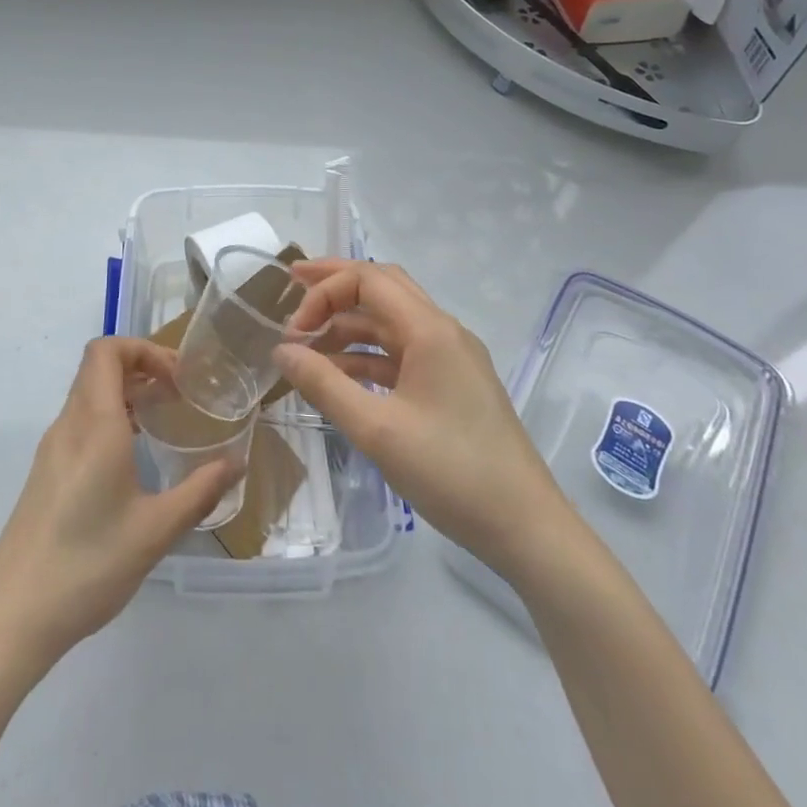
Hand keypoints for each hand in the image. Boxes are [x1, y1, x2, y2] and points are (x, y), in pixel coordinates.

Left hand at [0, 337, 241, 669]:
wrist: (11, 618)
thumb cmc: (87, 565)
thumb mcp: (155, 531)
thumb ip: (200, 491)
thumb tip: (237, 462)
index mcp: (94, 425)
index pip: (107, 351)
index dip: (143, 348)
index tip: (178, 377)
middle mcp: (69, 426)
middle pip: (98, 367)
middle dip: (141, 366)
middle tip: (179, 393)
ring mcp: (51, 450)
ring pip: (87, 394)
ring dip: (125, 392)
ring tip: (162, 418)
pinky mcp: (45, 474)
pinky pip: (79, 422)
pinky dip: (109, 417)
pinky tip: (132, 456)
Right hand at [273, 260, 568, 583]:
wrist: (525, 526)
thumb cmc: (451, 472)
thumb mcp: (377, 430)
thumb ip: (324, 385)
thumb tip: (281, 350)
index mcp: (430, 329)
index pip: (368, 279)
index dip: (324, 292)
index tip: (292, 330)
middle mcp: (442, 331)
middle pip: (382, 287)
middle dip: (335, 286)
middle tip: (292, 289)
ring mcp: (451, 358)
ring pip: (391, 322)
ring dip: (349, 325)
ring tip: (306, 346)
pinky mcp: (452, 384)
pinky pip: (402, 353)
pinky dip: (367, 356)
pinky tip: (340, 377)